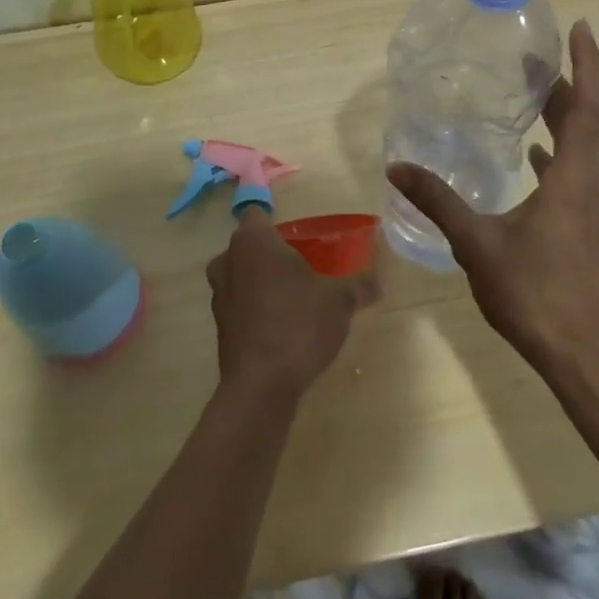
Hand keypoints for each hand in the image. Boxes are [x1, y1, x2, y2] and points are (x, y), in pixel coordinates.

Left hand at [207, 205, 380, 400]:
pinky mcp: (219, 327)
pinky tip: (282, 325)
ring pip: (240, 275)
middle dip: (270, 253)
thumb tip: (380, 280)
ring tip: (294, 297)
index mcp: (253, 241)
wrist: (261, 385)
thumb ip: (360, 285)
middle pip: (248, 245)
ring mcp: (219, 295)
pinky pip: (239, 304)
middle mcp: (228, 260)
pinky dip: (256, 309)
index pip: (257, 213)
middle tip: (302, 265)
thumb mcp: (340, 301)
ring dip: (261, 281)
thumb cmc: (299, 324)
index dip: (276, 222)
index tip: (298, 235)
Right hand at [388, 19, 598, 372]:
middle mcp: (590, 184)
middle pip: (585, 119)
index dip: (585, 63)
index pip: (588, 105)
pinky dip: (556, 152)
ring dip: (561, 116)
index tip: (579, 27)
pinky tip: (531, 156)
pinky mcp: (586, 226)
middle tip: (533, 56)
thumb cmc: (532, 291)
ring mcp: (592, 207)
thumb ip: (438, 200)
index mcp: (573, 178)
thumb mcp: (476, 242)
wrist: (579, 352)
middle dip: (564, 83)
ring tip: (530, 94)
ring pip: (580, 146)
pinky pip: (574, 172)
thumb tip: (396, 166)